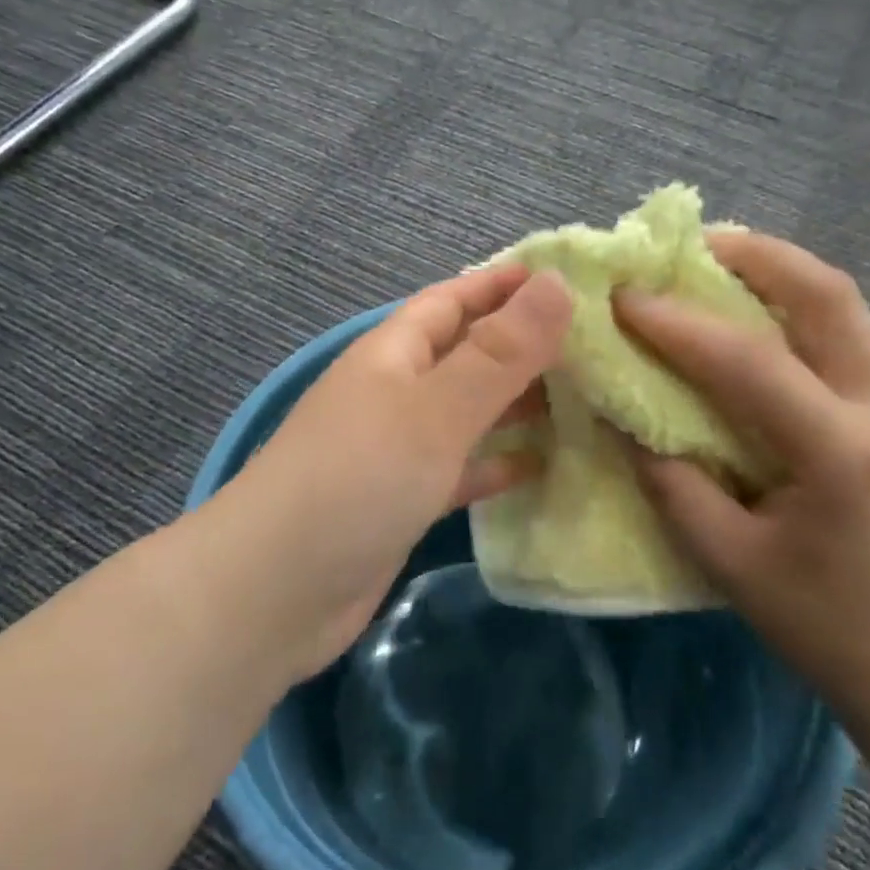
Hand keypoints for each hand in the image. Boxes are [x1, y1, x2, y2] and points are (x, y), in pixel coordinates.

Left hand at [215, 264, 571, 679]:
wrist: (275, 592)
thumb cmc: (358, 480)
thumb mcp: (435, 408)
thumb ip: (500, 352)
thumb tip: (556, 283)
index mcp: (393, 353)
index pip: (453, 299)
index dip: (503, 285)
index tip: (566, 277)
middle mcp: (394, 392)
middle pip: (466, 355)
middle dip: (522, 346)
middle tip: (594, 344)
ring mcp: (397, 449)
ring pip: (468, 413)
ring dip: (516, 405)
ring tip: (585, 399)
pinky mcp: (403, 500)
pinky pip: (460, 468)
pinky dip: (497, 463)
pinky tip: (541, 466)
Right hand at [615, 232, 869, 756]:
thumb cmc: (821, 624)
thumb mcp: (726, 562)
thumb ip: (670, 481)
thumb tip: (625, 416)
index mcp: (843, 456)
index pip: (751, 363)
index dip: (679, 325)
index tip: (625, 298)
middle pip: (830, 297)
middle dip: (758, 256)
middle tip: (693, 244)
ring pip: (845, 309)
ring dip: (780, 274)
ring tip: (718, 265)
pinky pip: (844, 342)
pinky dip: (793, 314)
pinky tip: (753, 326)